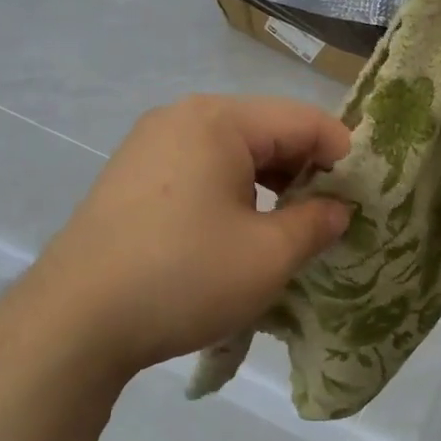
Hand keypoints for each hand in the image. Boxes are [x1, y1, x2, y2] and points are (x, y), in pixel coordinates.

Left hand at [27, 95, 351, 377]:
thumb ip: (316, 223)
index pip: (304, 119)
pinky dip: (230, 194)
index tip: (366, 196)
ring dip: (268, 185)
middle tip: (332, 217)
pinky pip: (198, 172)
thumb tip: (337, 209)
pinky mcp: (129, 180)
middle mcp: (180, 117)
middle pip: (265, 131)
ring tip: (289, 229)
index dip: (344, 155)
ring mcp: (147, 146)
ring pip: (231, 153)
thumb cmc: (184, 277)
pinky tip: (237, 234)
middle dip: (305, 171)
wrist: (74, 322)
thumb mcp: (268, 256)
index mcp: (218, 120)